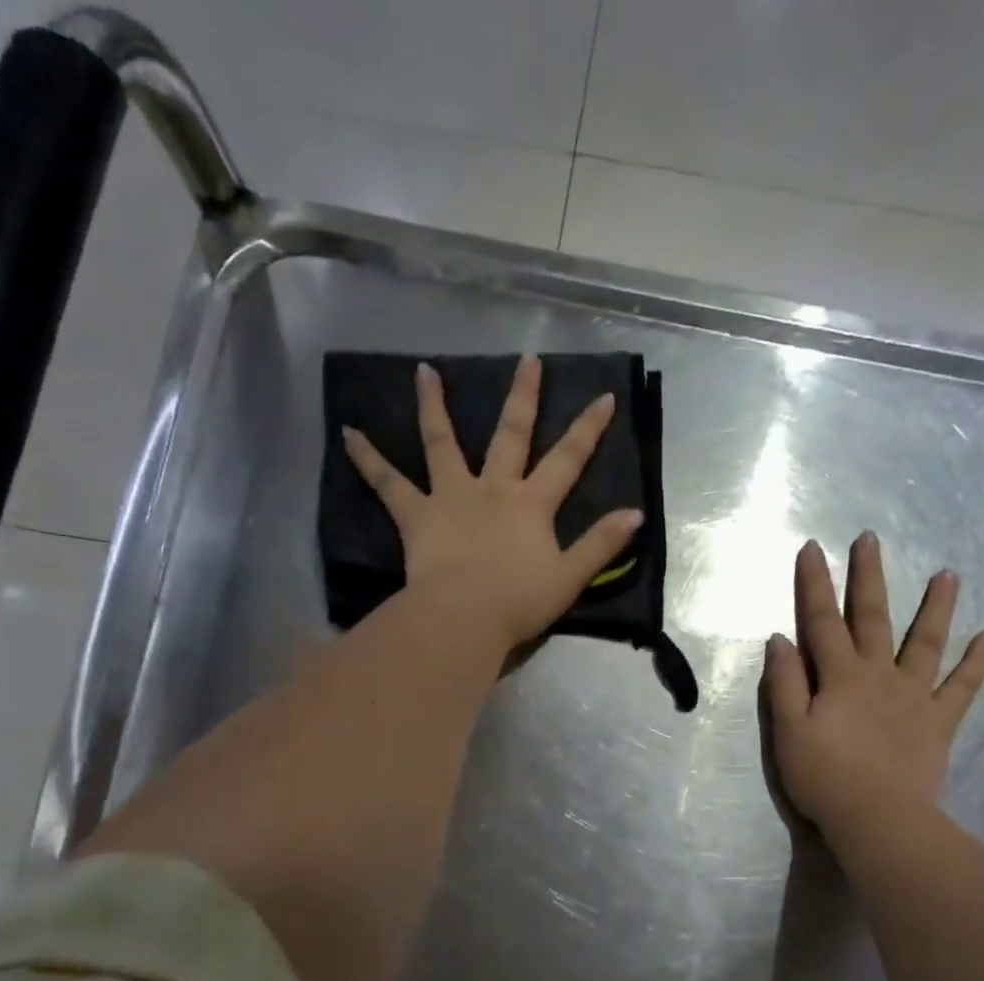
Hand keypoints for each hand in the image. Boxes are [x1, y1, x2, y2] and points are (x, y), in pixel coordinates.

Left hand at [341, 355, 643, 656]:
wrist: (463, 617)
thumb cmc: (518, 602)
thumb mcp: (570, 577)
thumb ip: (601, 544)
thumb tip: (636, 514)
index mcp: (532, 504)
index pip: (568, 459)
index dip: (588, 428)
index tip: (603, 396)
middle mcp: (493, 488)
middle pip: (510, 435)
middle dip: (523, 397)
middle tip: (527, 360)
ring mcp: (451, 497)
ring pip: (442, 443)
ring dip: (434, 406)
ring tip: (424, 371)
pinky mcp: (416, 515)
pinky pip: (388, 483)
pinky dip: (367, 458)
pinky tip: (348, 433)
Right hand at [762, 533, 983, 833]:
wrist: (879, 819)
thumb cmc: (824, 777)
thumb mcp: (788, 731)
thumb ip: (784, 684)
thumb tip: (779, 639)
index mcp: (840, 676)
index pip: (821, 621)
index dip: (813, 584)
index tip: (812, 548)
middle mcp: (879, 675)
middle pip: (872, 618)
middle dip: (868, 577)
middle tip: (871, 539)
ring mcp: (914, 696)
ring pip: (925, 642)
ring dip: (936, 607)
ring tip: (949, 574)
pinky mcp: (939, 722)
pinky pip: (962, 688)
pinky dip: (977, 663)